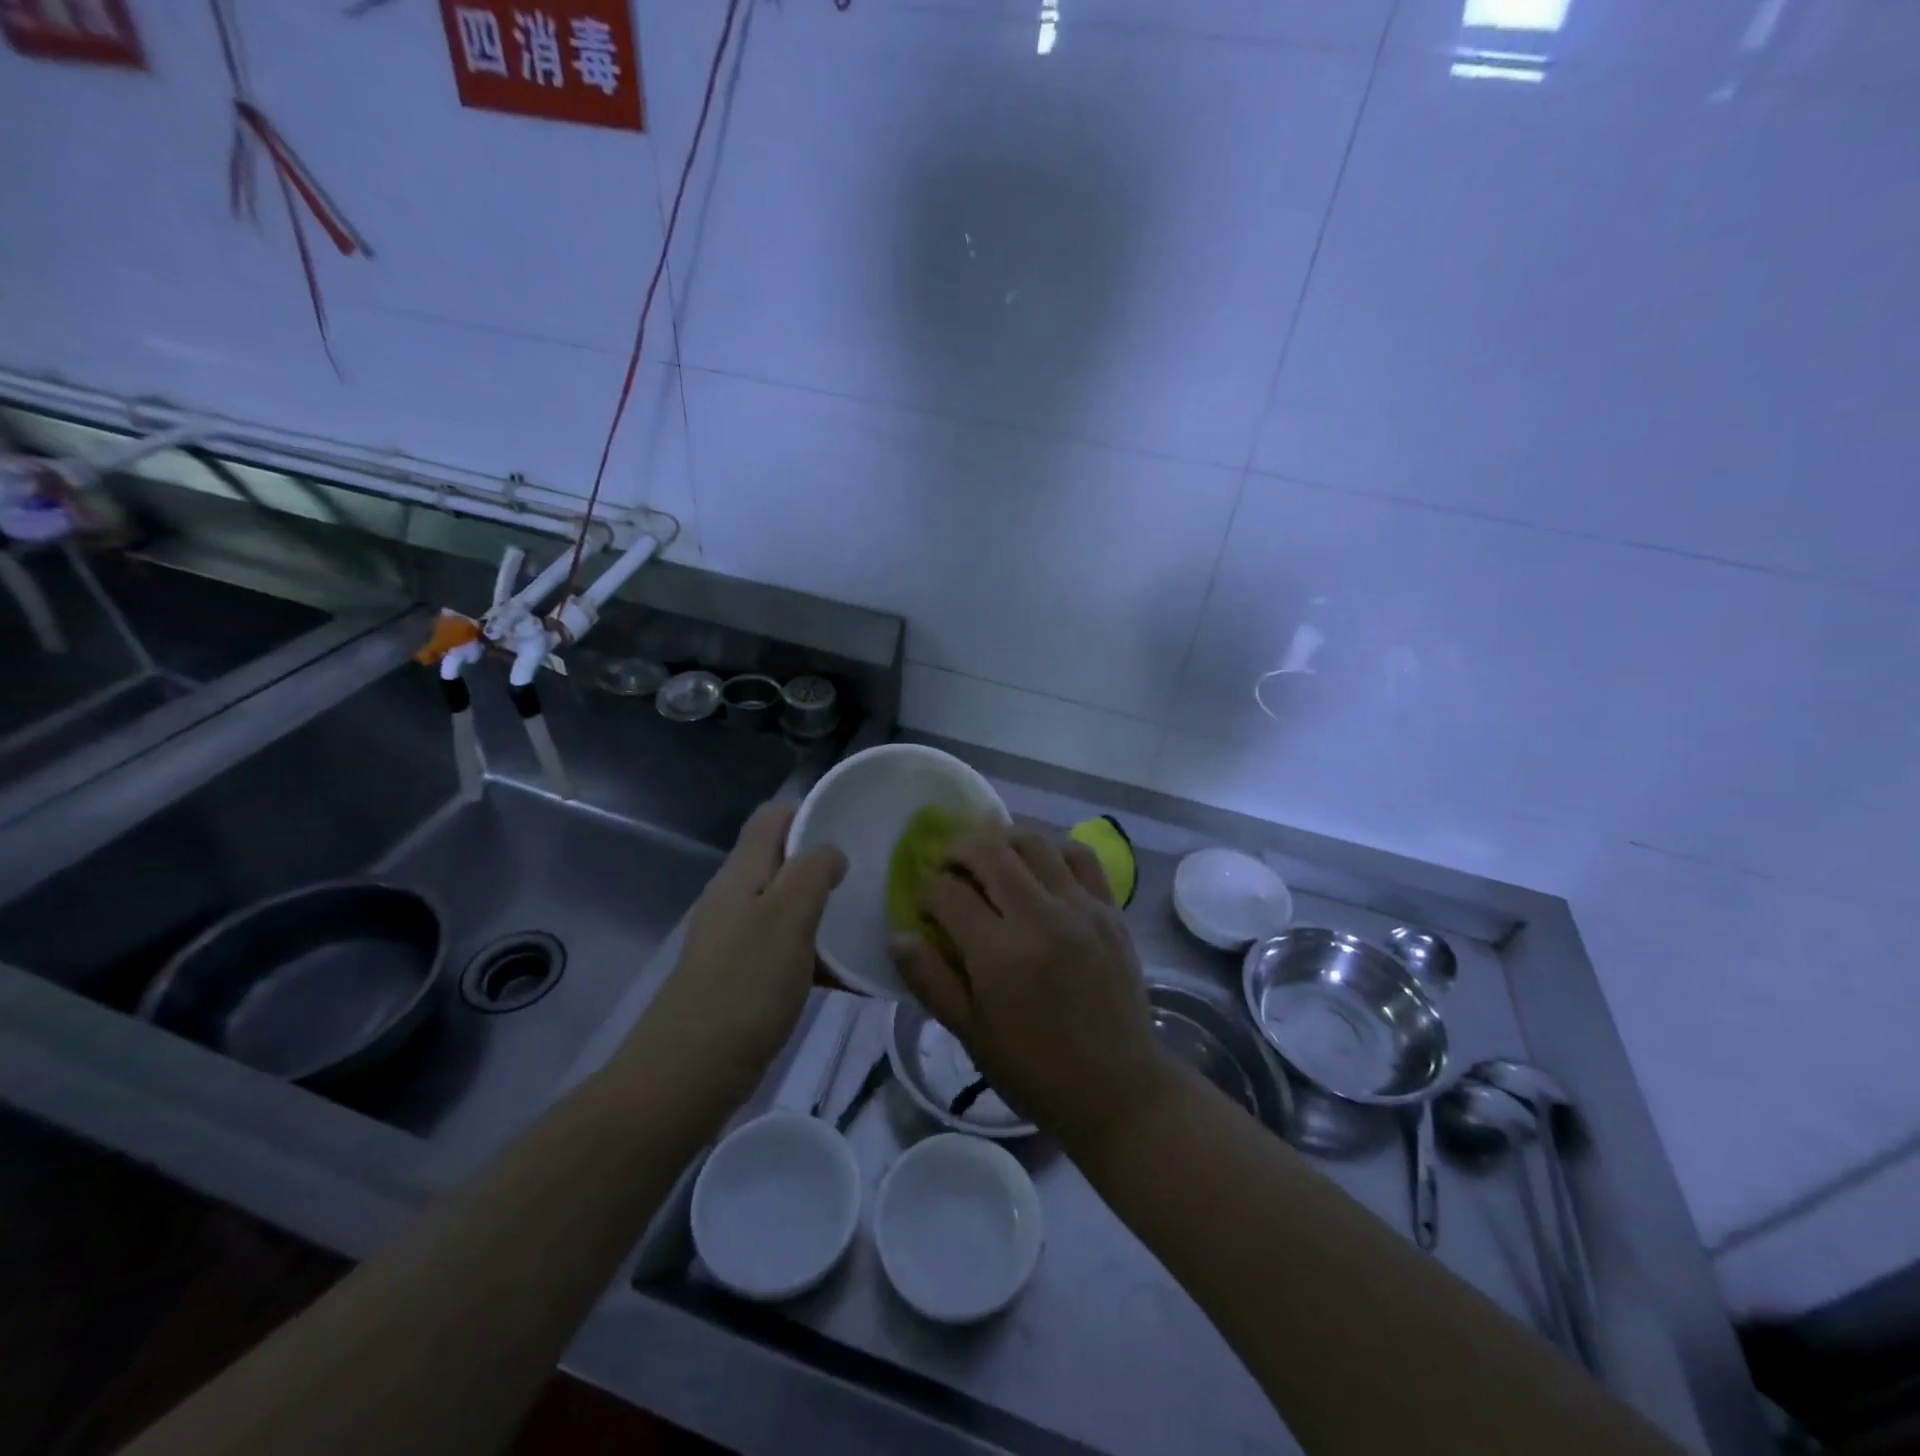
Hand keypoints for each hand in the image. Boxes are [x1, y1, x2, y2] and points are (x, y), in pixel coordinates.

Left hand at [634, 802, 846, 1101]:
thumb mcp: (787, 917)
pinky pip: (787, 950)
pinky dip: (817, 954)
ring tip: (869, 919)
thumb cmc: (745, 985)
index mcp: (742, 872)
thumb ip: (812, 872)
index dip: (811, 812)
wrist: (689, 1072)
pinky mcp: (743, 976)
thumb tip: (831, 851)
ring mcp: (737, 938)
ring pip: (788, 907)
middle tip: (872, 874)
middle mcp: (736, 897)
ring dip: (825, 910)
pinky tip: (851, 974)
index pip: (774, 817)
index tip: (854, 825)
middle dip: (825, 863)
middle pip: (783, 861)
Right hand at [889, 826, 1171, 1154]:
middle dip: (957, 849)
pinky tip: (1038, 861)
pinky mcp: (1110, 909)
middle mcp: (1041, 918)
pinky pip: (1080, 854)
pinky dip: (1053, 847)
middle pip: (989, 851)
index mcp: (1000, 955)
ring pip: (1034, 841)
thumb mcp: (971, 1034)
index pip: (949, 893)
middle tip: (947, 864)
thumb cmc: (1035, 1070)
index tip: (924, 904)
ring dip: (1002, 838)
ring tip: (988, 853)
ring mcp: (1081, 908)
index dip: (926, 891)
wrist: (1117, 1089)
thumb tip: (898, 934)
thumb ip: (930, 980)